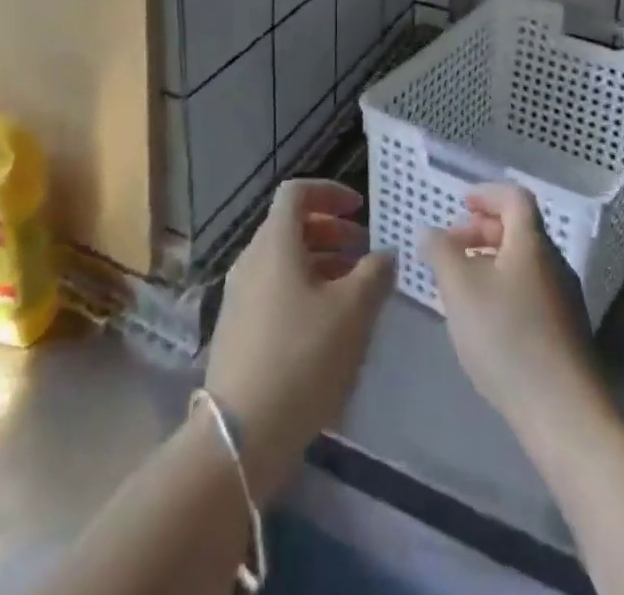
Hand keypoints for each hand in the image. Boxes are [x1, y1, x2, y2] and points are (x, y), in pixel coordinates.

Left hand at [203, 180, 395, 500]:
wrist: (241, 432)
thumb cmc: (302, 357)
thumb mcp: (352, 312)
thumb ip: (374, 274)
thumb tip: (384, 254)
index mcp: (275, 242)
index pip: (297, 192)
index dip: (330, 192)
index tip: (360, 208)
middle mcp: (252, 258)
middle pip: (291, 225)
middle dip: (331, 231)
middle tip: (365, 251)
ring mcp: (240, 294)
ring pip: (284, 259)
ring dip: (321, 262)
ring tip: (355, 289)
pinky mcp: (239, 327)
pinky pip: (275, 288)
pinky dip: (304, 288)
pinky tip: (329, 323)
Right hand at [420, 184, 602, 441]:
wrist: (565, 416)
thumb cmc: (507, 338)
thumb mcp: (459, 288)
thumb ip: (440, 252)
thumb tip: (432, 232)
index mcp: (532, 243)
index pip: (514, 197)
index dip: (486, 193)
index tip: (459, 205)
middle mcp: (555, 263)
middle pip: (519, 229)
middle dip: (482, 230)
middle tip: (452, 248)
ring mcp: (565, 300)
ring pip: (524, 263)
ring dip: (491, 261)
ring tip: (461, 286)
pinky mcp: (567, 333)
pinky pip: (531, 291)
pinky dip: (504, 288)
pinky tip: (485, 321)